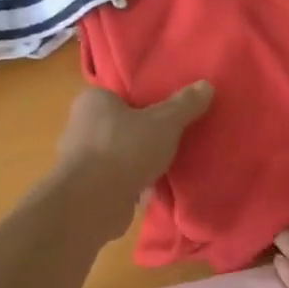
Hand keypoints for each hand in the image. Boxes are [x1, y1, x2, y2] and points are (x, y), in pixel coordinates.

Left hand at [54, 81, 213, 236]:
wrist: (93, 202)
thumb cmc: (125, 149)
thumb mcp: (164, 123)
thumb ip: (184, 105)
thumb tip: (206, 84)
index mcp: (94, 101)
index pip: (122, 95)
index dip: (145, 103)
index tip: (167, 113)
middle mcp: (81, 126)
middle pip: (122, 126)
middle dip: (144, 135)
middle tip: (173, 140)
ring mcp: (82, 159)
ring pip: (120, 154)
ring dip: (139, 162)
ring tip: (168, 166)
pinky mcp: (87, 187)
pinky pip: (117, 179)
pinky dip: (133, 184)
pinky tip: (154, 189)